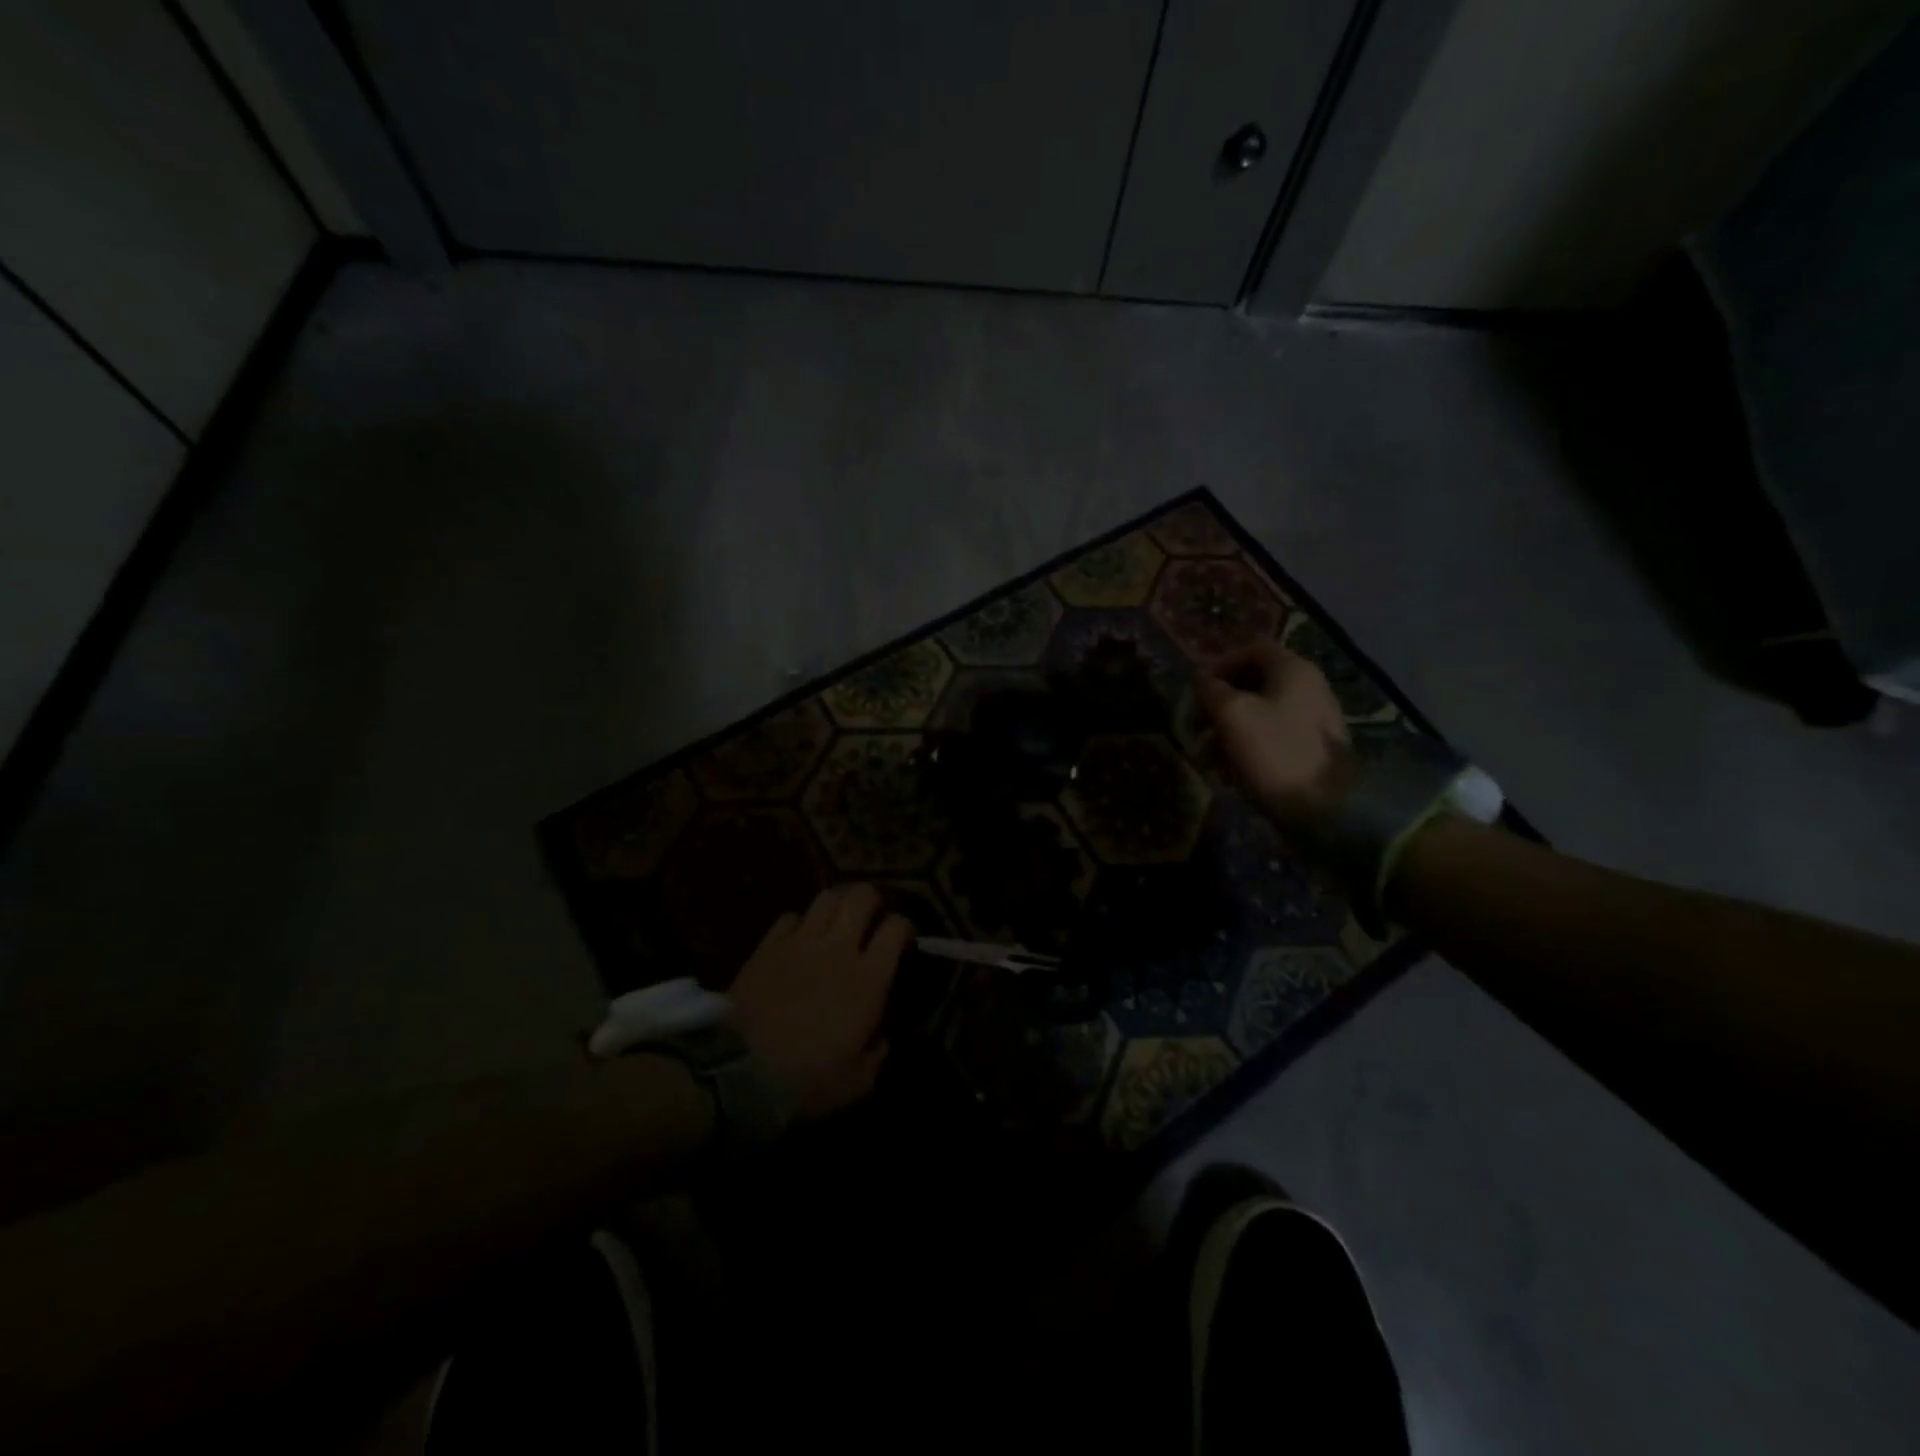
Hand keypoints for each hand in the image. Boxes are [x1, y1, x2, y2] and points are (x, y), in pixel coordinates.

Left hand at [728, 884, 909, 1119]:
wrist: (739, 1071)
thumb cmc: (806, 1079)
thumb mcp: (857, 1082)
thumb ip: (877, 1054)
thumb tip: (883, 1038)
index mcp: (869, 978)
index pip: (896, 927)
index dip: (905, 927)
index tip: (903, 941)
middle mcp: (839, 948)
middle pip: (862, 895)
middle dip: (872, 900)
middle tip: (871, 918)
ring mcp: (800, 941)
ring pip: (827, 897)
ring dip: (838, 904)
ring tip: (838, 920)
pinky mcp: (768, 945)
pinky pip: (790, 916)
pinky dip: (799, 923)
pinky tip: (799, 939)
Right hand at [1197, 642, 1353, 828]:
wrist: (1326, 809)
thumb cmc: (1275, 752)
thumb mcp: (1232, 715)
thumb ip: (1212, 691)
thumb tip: (1204, 682)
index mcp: (1294, 670)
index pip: (1252, 649)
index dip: (1220, 665)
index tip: (1197, 690)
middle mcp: (1308, 688)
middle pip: (1255, 682)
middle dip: (1220, 702)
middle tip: (1196, 726)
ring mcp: (1313, 721)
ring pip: (1260, 713)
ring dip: (1228, 729)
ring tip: (1207, 756)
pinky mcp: (1311, 750)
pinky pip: (1272, 737)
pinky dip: (1247, 747)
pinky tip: (1230, 772)